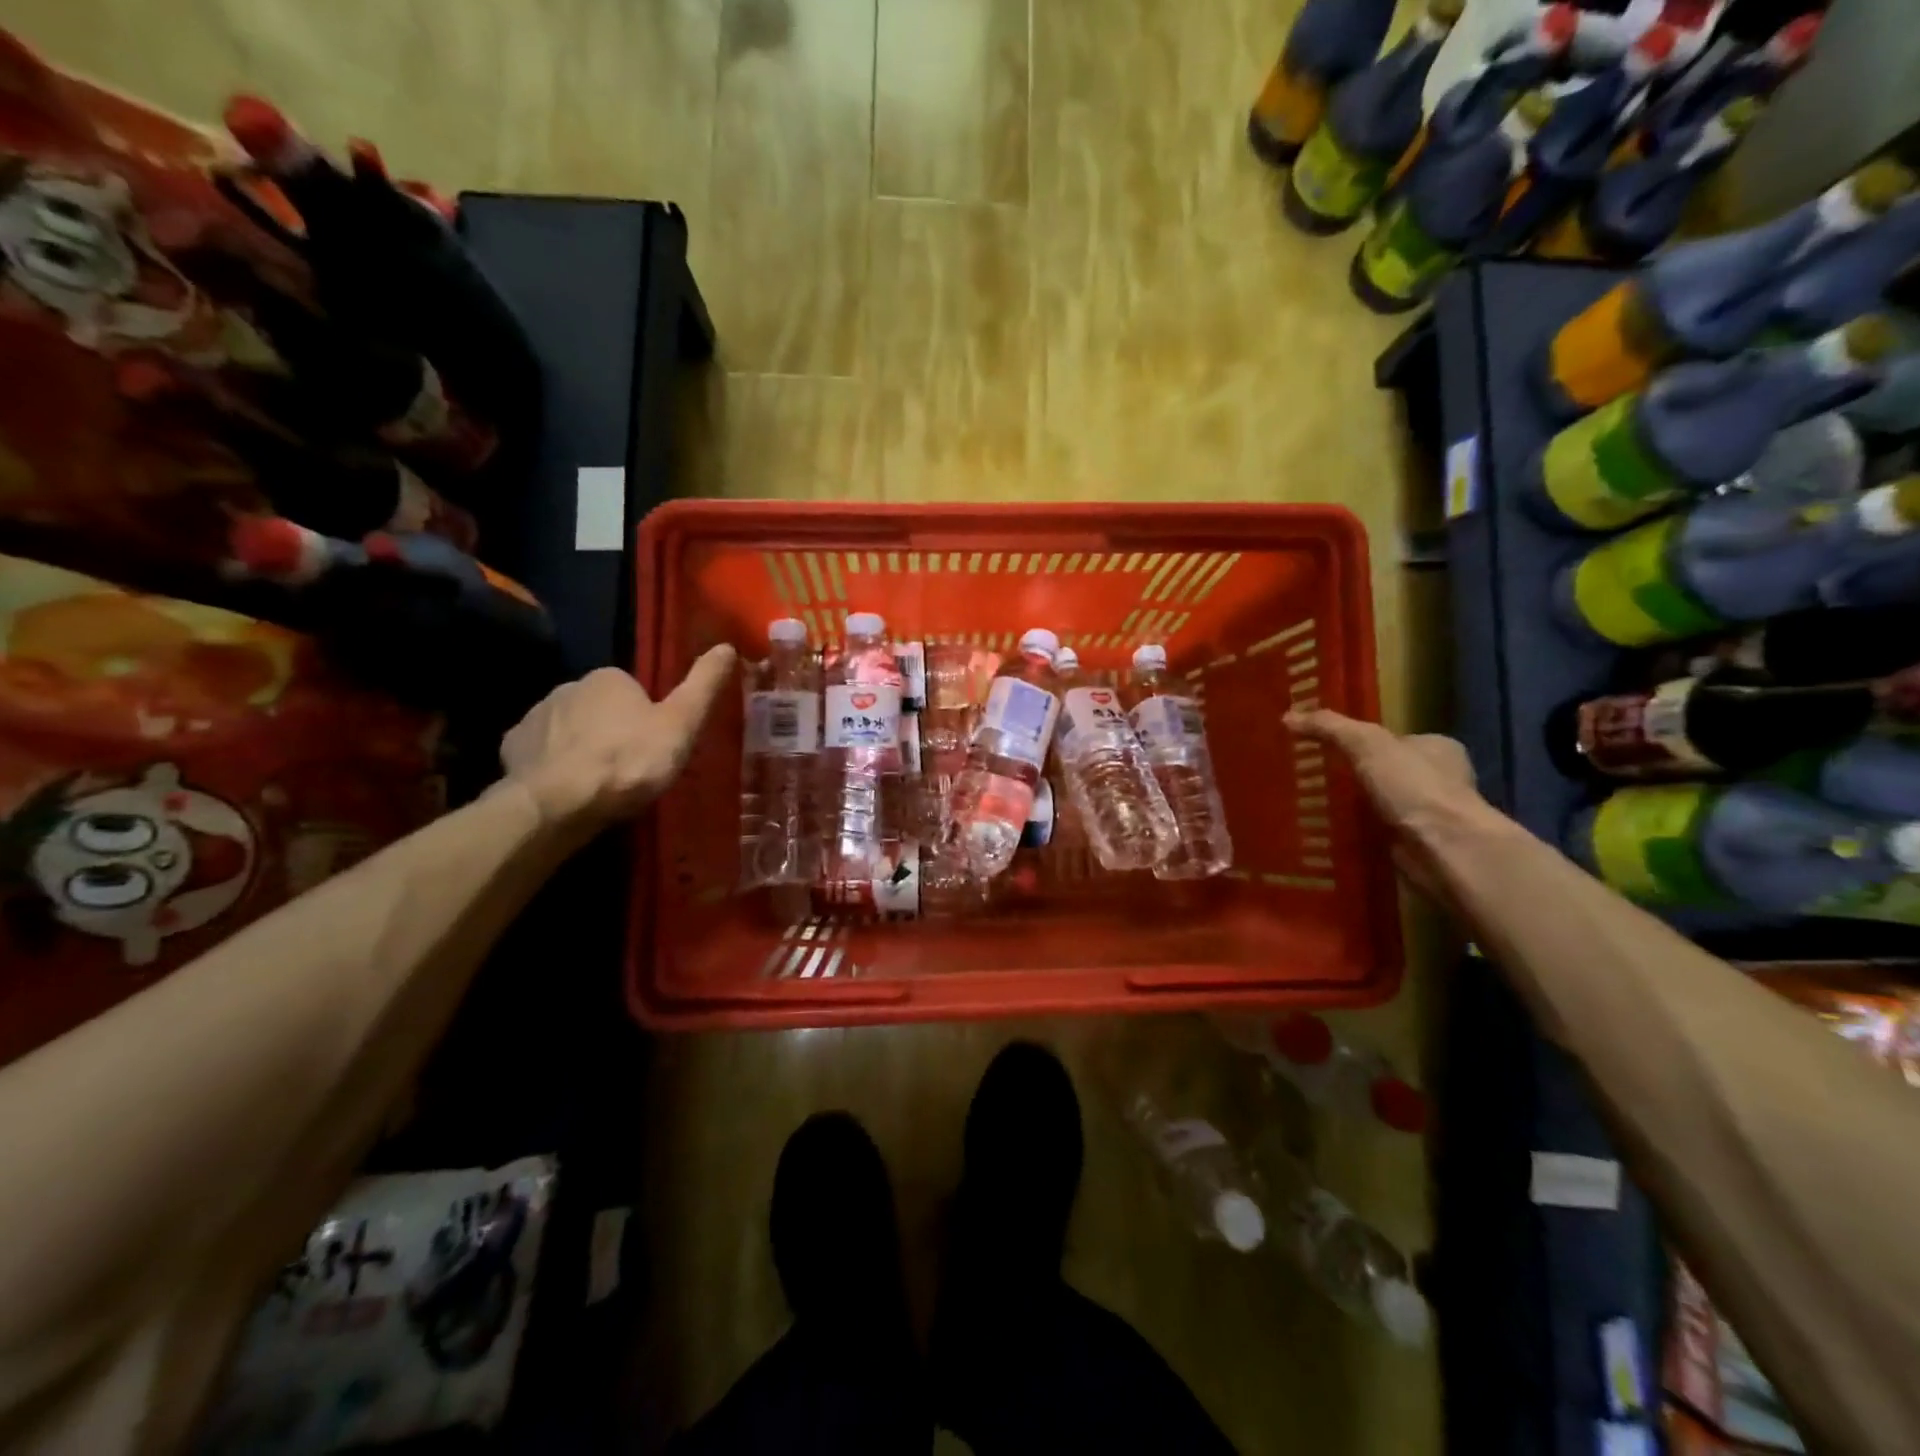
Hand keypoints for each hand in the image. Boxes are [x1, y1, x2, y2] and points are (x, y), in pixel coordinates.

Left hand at [501, 648, 735, 831]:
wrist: (559, 803)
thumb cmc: (629, 761)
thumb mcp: (681, 724)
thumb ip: (703, 685)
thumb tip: (728, 647)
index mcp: (609, 678)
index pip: (633, 689)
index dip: (647, 717)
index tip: (655, 746)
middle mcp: (568, 686)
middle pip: (600, 707)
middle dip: (613, 730)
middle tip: (632, 767)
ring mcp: (535, 716)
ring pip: (569, 728)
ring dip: (583, 747)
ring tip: (601, 784)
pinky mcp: (512, 748)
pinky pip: (542, 752)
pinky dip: (554, 765)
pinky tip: (569, 790)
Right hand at [1286, 709, 1494, 901]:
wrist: (1444, 849)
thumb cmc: (1414, 787)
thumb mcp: (1366, 744)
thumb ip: (1329, 727)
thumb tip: (1287, 717)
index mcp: (1437, 748)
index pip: (1392, 739)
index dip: (1359, 741)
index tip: (1324, 747)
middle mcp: (1438, 779)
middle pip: (1384, 772)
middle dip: (1353, 776)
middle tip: (1311, 777)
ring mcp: (1429, 815)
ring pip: (1379, 805)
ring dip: (1352, 808)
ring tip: (1310, 805)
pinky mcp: (1417, 845)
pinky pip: (1377, 834)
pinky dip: (1357, 834)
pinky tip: (1328, 832)